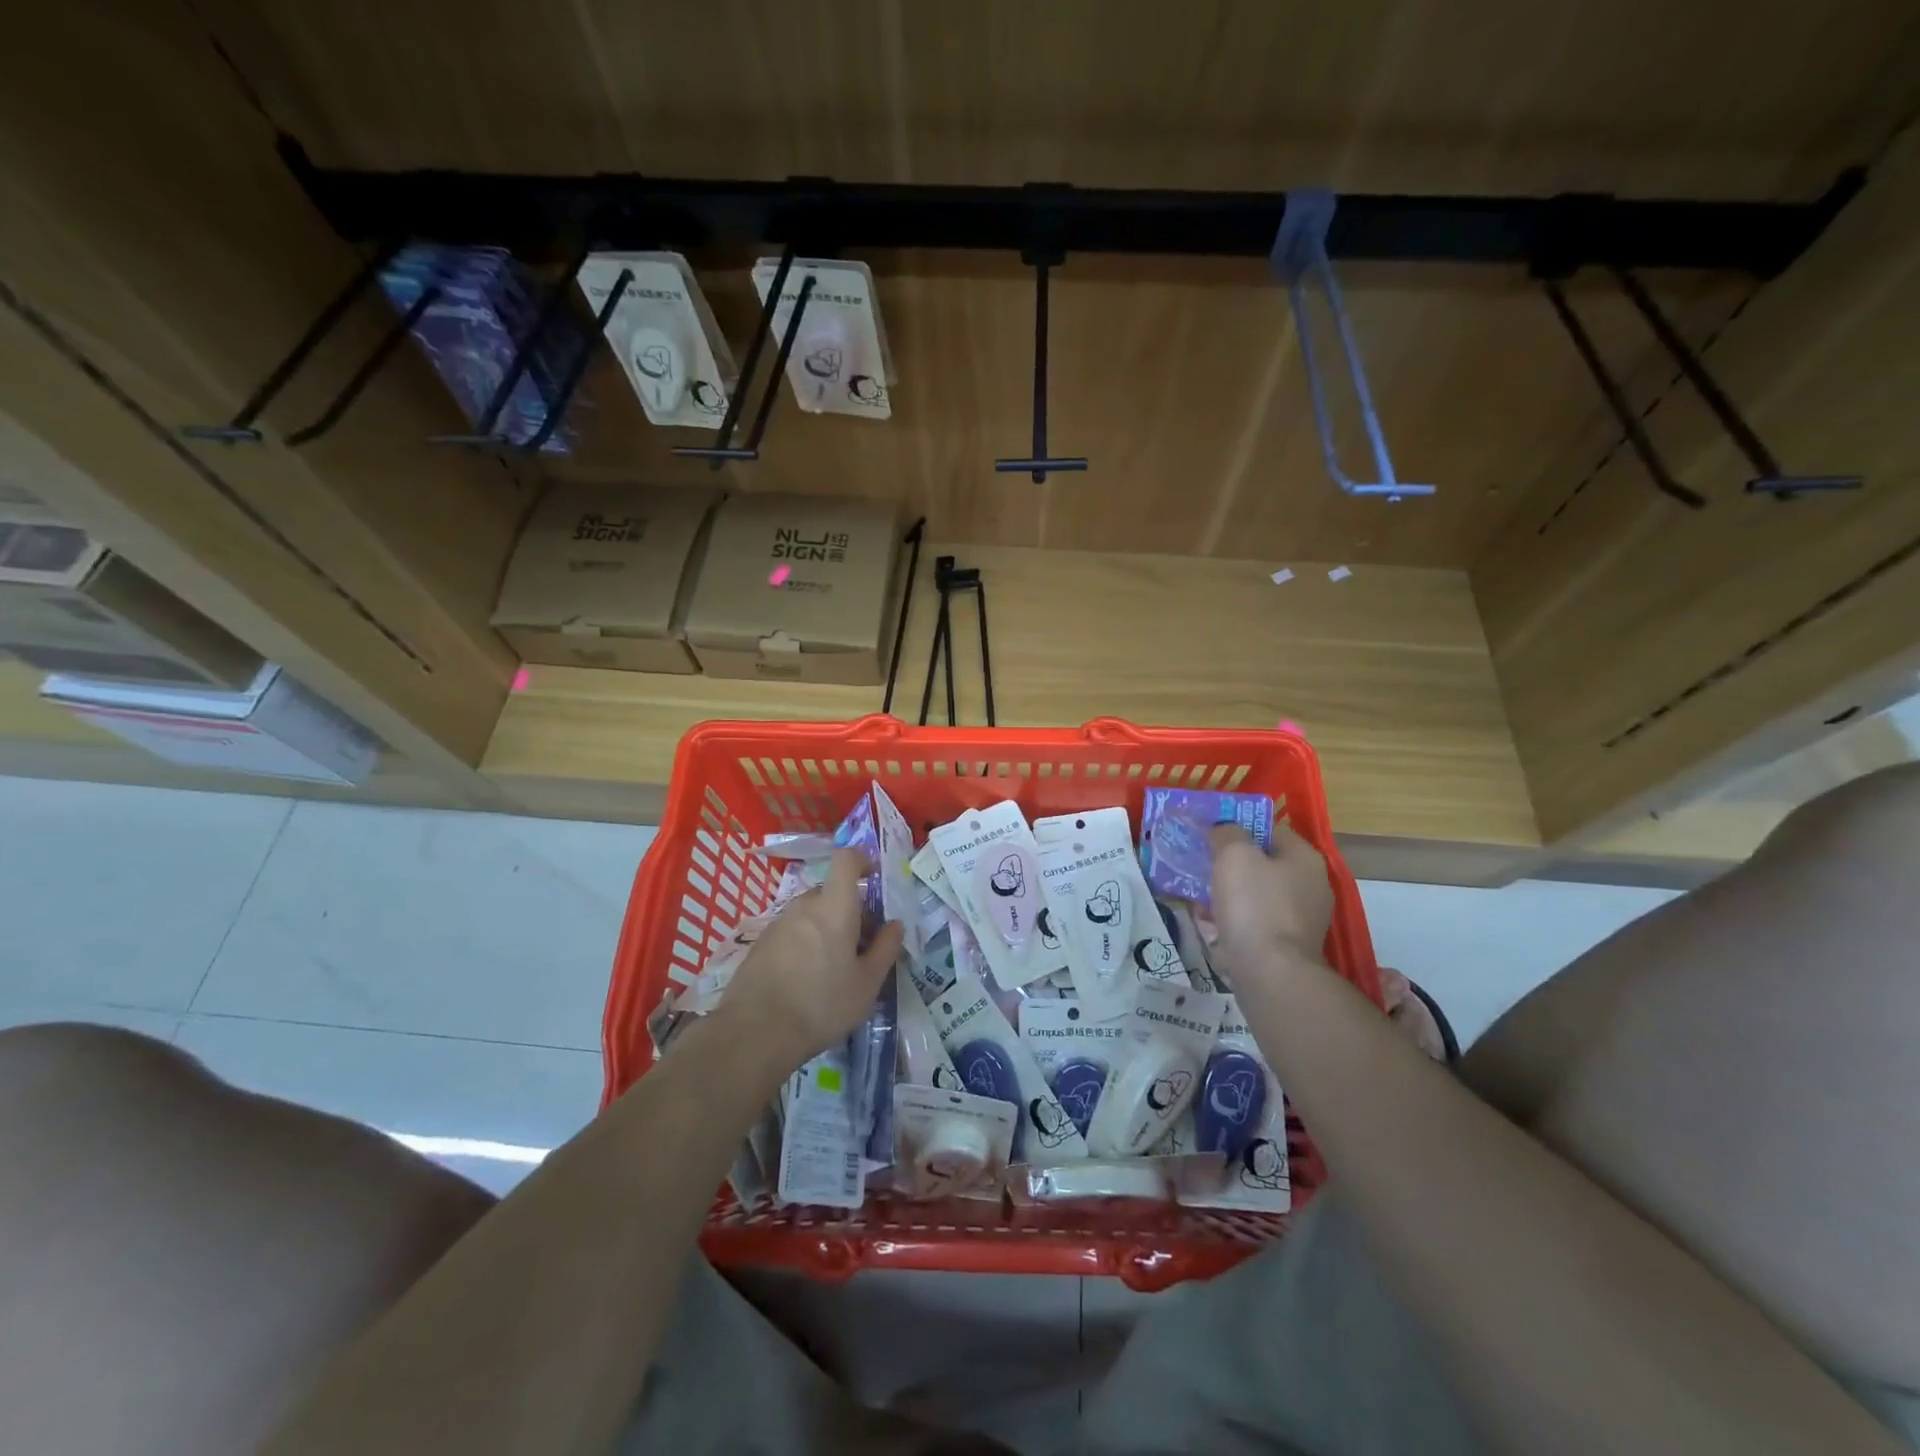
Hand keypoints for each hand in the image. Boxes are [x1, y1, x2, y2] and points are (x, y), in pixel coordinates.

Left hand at [717, 849, 904, 1073]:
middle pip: (831, 893)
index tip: (875, 876)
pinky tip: (807, 980)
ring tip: (835, 968)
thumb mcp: (867, 983)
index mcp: (834, 906)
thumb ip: (885, 949)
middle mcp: (804, 905)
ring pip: (811, 914)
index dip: (862, 860)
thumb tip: (895, 925)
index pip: (846, 859)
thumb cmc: (822, 1004)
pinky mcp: (760, 944)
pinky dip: (805, 944)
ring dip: (827, 929)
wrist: (755, 1033)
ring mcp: (778, 924)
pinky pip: (792, 932)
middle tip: (862, 945)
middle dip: (850, 910)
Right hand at [1208, 823, 1332, 967]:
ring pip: (1256, 895)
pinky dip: (1234, 920)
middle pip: (1263, 863)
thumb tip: (1222, 830)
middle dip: (1230, 864)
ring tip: (1198, 897)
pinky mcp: (1288, 946)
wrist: (1270, 973)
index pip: (1270, 830)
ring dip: (1228, 893)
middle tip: (1201, 865)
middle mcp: (1310, 885)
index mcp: (1304, 858)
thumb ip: (1227, 833)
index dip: (1239, 827)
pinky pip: (1255, 922)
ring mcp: (1301, 919)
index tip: (1210, 834)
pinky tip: (1210, 925)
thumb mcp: (1234, 855)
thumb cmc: (1254, 905)